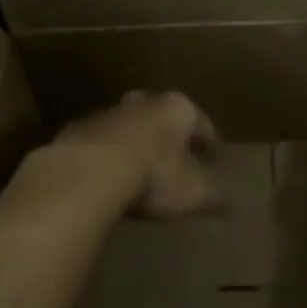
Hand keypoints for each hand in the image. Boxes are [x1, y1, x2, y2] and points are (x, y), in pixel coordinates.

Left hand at [39, 91, 220, 218]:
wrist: (87, 173)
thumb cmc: (153, 177)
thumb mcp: (194, 193)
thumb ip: (214, 196)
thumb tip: (230, 204)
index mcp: (177, 109)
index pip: (201, 122)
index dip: (209, 141)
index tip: (213, 157)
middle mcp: (143, 103)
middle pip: (160, 114)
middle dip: (168, 133)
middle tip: (174, 154)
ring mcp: (106, 114)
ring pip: (127, 125)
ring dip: (134, 142)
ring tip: (137, 167)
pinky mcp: (76, 131)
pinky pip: (98, 142)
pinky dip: (105, 155)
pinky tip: (105, 175)